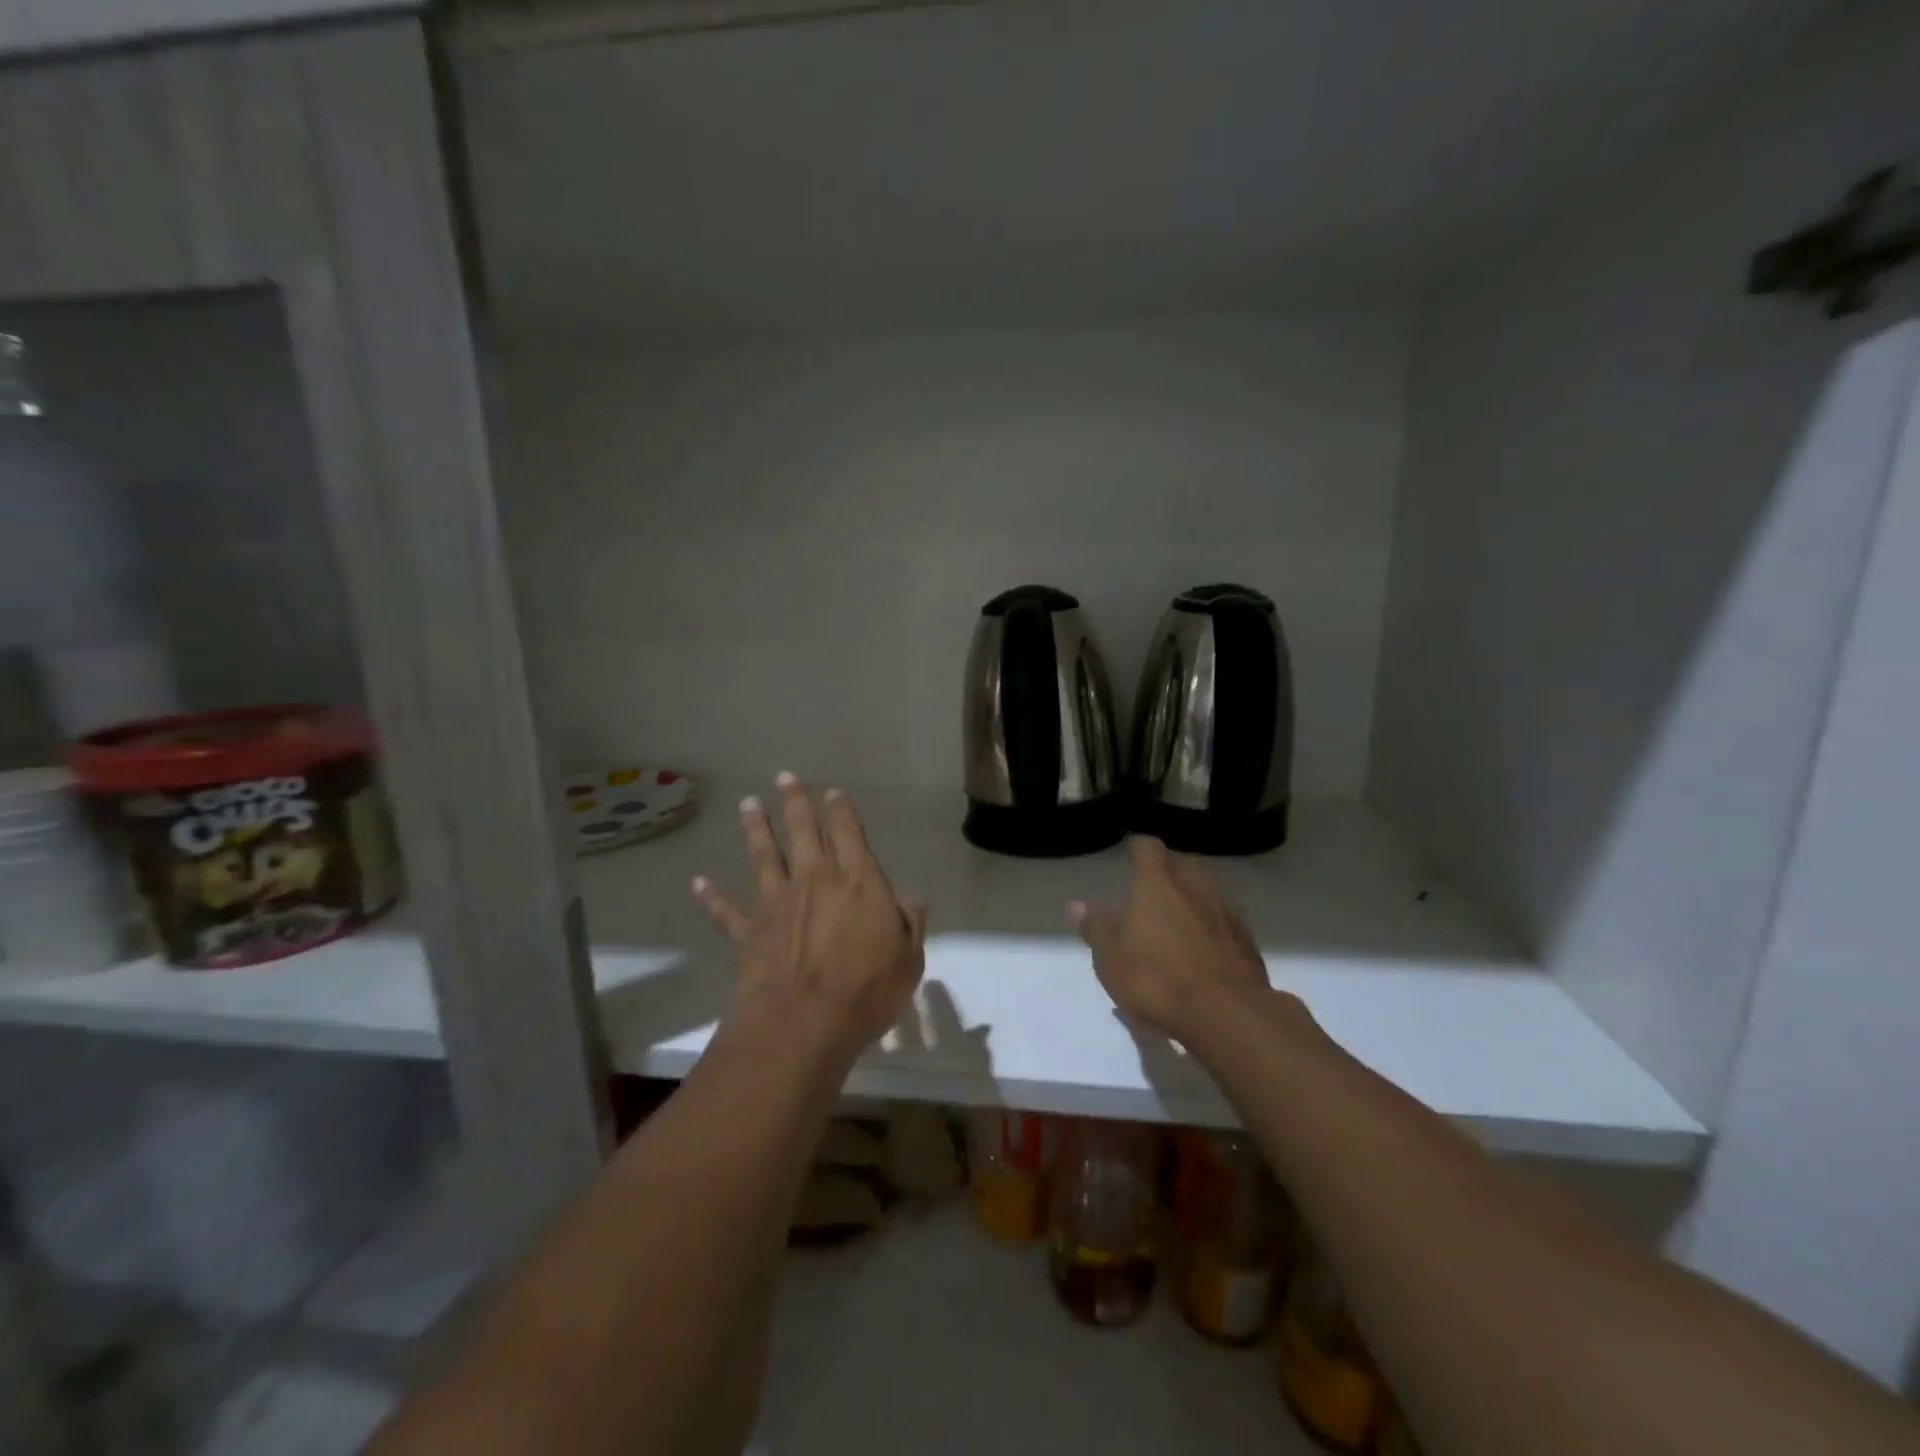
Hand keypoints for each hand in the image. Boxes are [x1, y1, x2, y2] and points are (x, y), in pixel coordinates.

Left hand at [693, 774, 926, 1062]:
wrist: (803, 1024)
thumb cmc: (866, 992)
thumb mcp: (908, 961)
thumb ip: (910, 926)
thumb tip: (912, 901)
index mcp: (858, 882)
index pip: (848, 834)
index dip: (841, 810)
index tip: (833, 793)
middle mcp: (815, 881)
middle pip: (803, 831)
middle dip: (795, 803)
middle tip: (785, 777)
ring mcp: (778, 904)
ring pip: (764, 856)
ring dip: (756, 828)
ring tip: (748, 804)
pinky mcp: (750, 932)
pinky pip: (727, 911)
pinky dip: (712, 897)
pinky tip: (698, 883)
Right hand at [1071, 836, 1311, 1046]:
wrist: (1228, 1015)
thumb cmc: (1158, 981)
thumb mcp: (1112, 960)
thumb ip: (1097, 928)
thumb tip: (1077, 905)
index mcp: (1157, 885)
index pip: (1148, 848)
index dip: (1138, 848)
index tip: (1130, 853)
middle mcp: (1194, 887)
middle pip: (1183, 863)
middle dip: (1169, 869)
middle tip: (1154, 887)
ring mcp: (1225, 911)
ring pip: (1208, 889)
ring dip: (1194, 895)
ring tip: (1181, 914)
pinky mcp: (1247, 939)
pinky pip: (1225, 918)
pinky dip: (1213, 923)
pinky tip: (1206, 944)